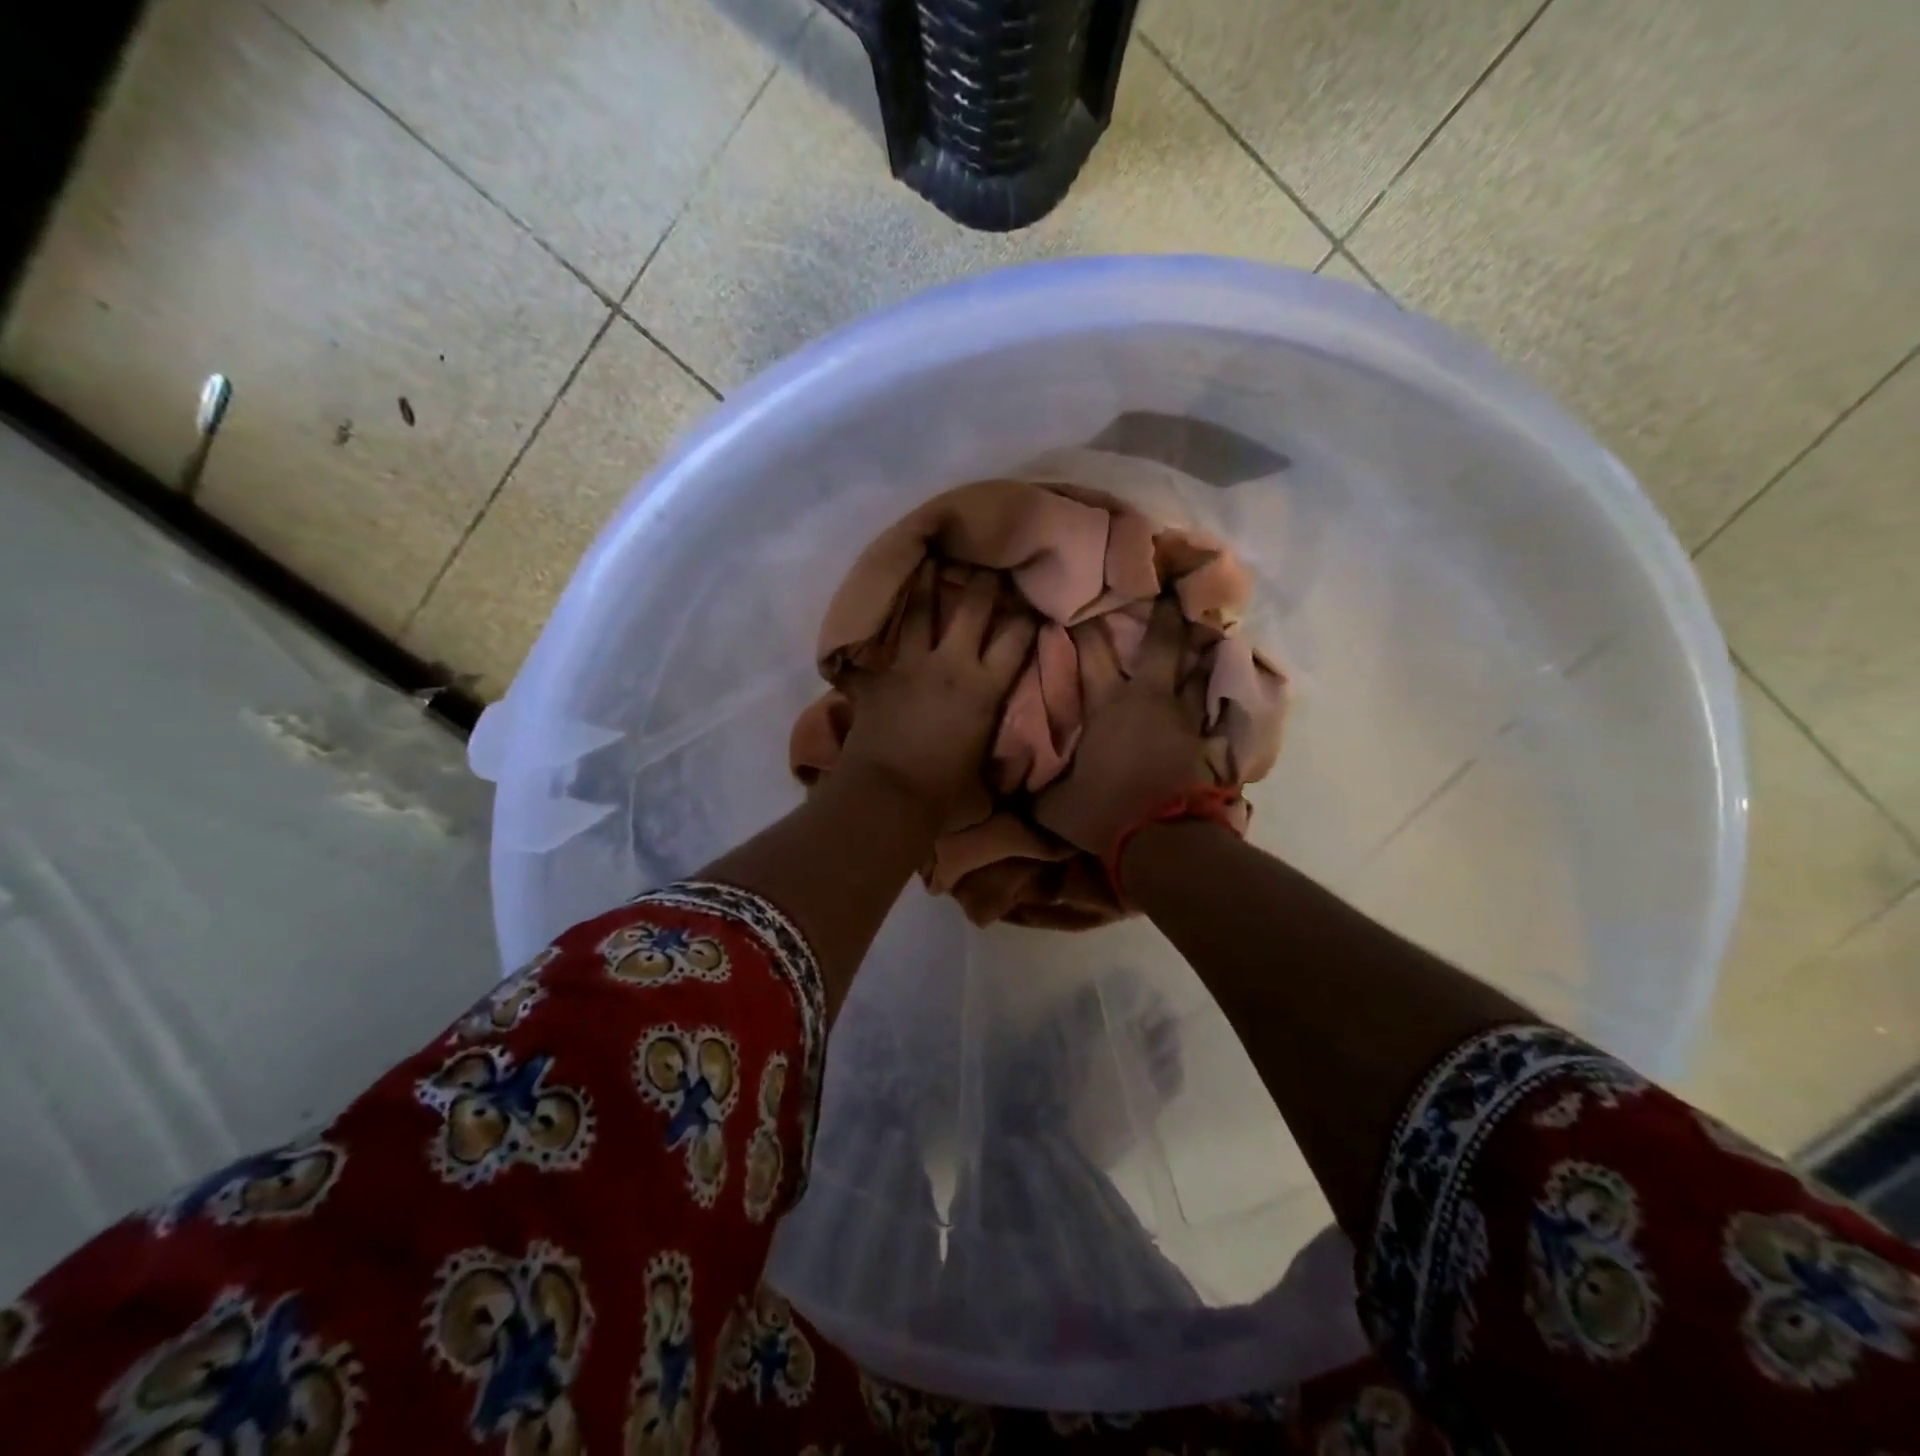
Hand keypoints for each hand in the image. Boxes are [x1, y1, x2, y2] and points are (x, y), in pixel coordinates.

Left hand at [837, 564, 1036, 826]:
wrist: (890, 796)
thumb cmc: (945, 793)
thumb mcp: (984, 773)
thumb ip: (995, 753)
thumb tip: (1012, 767)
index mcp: (985, 689)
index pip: (1016, 640)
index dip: (1028, 618)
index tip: (1033, 603)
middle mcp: (951, 665)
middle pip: (972, 609)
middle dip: (984, 582)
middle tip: (988, 560)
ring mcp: (910, 665)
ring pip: (919, 611)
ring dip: (925, 584)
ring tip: (928, 558)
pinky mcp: (877, 677)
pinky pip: (874, 645)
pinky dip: (871, 632)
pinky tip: (870, 613)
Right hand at [1034, 595, 1217, 855]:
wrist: (1161, 840)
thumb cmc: (1103, 812)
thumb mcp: (1052, 804)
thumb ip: (1035, 786)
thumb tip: (1007, 783)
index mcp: (1107, 706)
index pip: (1092, 655)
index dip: (1085, 628)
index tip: (1081, 604)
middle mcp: (1148, 699)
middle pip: (1160, 645)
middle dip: (1163, 614)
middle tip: (1170, 585)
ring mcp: (1183, 717)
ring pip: (1195, 669)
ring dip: (1198, 646)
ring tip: (1208, 620)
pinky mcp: (1206, 740)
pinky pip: (1211, 707)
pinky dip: (1214, 691)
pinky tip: (1224, 678)